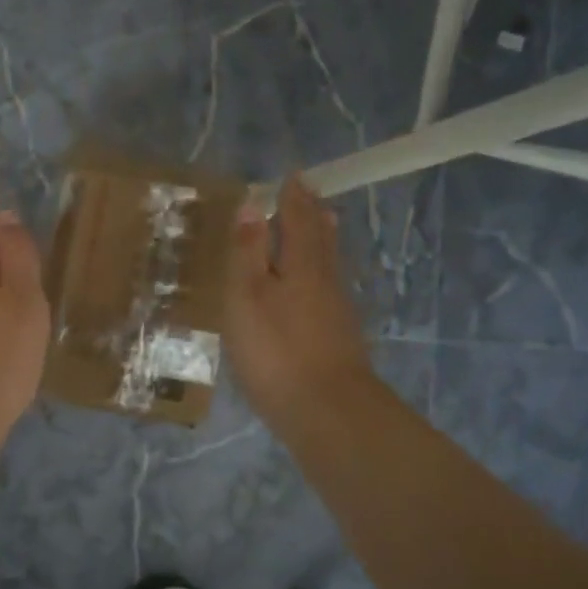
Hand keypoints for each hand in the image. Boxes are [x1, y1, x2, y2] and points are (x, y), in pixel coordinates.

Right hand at [224, 176, 373, 427]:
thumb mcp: (248, 295)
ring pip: (329, 263)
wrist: (327, 411)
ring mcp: (337, 311)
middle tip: (309, 195)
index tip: (292, 177)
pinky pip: (328, 288)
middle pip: (322, 238)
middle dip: (313, 214)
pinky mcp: (339, 338)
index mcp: (302, 263)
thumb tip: (252, 204)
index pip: (299, 219)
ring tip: (317, 227)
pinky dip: (320, 273)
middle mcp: (326, 280)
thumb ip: (249, 251)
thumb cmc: (277, 349)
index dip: (294, 197)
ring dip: (321, 241)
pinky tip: (314, 286)